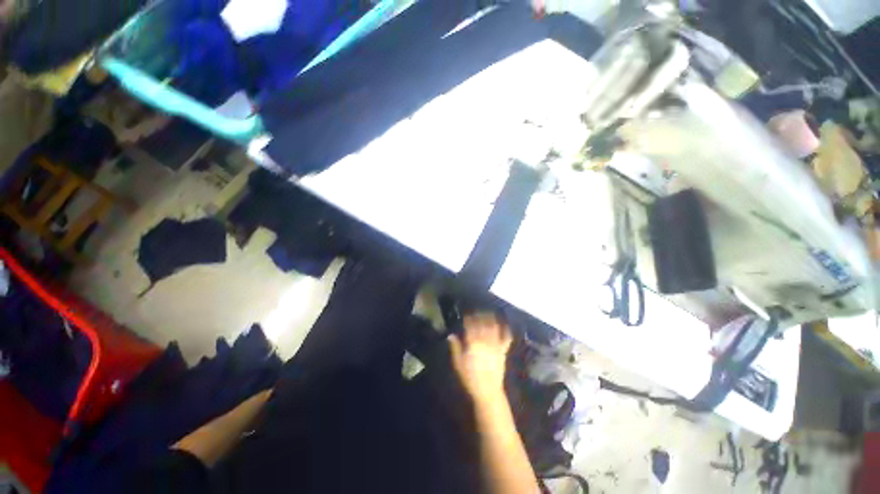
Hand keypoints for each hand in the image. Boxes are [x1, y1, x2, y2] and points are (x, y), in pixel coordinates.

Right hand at [448, 313, 512, 401]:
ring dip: (491, 319)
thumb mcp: (458, 363)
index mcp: (473, 343)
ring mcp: (495, 345)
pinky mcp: (503, 351)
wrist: (487, 391)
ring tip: (489, 313)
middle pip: (483, 323)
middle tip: (477, 311)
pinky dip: (506, 330)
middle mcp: (485, 341)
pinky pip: (506, 338)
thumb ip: (455, 347)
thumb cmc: (470, 377)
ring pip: (494, 327)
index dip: (469, 318)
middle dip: (480, 315)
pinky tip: (505, 324)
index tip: (467, 314)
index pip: (471, 326)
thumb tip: (451, 335)